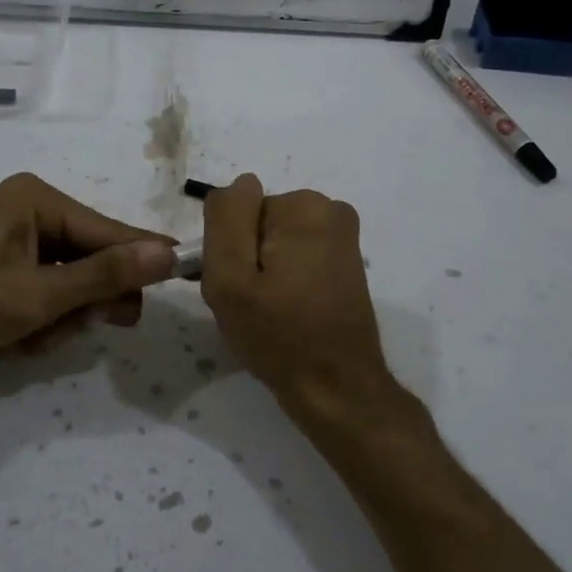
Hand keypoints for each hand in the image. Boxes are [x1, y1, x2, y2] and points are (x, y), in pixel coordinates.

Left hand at [0, 173, 175, 378]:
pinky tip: (5, 340)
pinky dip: (31, 320)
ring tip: (22, 340)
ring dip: (53, 318)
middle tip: (80, 328)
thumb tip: (167, 253)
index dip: (142, 260)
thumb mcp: (37, 296)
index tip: (182, 277)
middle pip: (87, 258)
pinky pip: (35, 292)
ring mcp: (5, 240)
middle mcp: (24, 210)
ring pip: (62, 283)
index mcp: (36, 200)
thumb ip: (104, 275)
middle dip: (83, 301)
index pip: (109, 231)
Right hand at [200, 175, 402, 419]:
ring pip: (274, 241)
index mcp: (303, 206)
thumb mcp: (230, 278)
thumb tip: (240, 184)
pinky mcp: (346, 260)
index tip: (238, 287)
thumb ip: (225, 219)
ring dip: (264, 272)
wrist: (336, 387)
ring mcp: (342, 236)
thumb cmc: (278, 335)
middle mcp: (330, 209)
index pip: (237, 212)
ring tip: (270, 311)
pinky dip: (285, 279)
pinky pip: (295, 255)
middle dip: (247, 259)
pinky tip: (289, 311)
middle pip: (257, 223)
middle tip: (251, 303)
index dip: (229, 251)